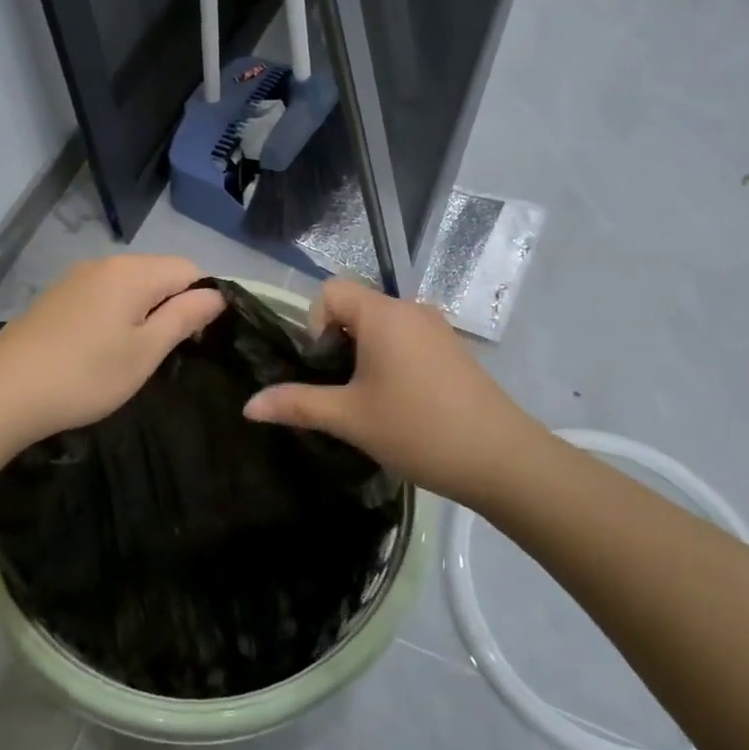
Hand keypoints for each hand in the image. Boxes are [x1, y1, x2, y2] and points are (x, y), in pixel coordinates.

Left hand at [0, 255, 225, 448]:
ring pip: (130, 285)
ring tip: (134, 354)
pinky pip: (103, 294)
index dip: (203, 299)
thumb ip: (184, 317)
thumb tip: (216, 295)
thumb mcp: (145, 352)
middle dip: (173, 305)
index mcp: (133, 272)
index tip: (195, 339)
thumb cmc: (85, 375)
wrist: (3, 393)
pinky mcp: (57, 296)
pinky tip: (101, 349)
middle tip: (166, 352)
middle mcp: (105, 263)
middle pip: (159, 273)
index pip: (189, 268)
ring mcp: (76, 278)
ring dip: (144, 311)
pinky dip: (116, 314)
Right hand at [243, 277, 541, 506]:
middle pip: (356, 306)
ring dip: (365, 353)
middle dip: (338, 342)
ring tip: (368, 400)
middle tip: (341, 389)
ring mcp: (437, 328)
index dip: (314, 324)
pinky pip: (407, 339)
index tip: (324, 367)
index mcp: (382, 314)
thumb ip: (296, 404)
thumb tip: (248, 405)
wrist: (500, 458)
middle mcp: (410, 309)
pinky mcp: (453, 349)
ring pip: (382, 325)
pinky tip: (401, 402)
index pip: (330, 291)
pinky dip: (391, 359)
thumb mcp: (349, 418)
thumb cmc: (417, 429)